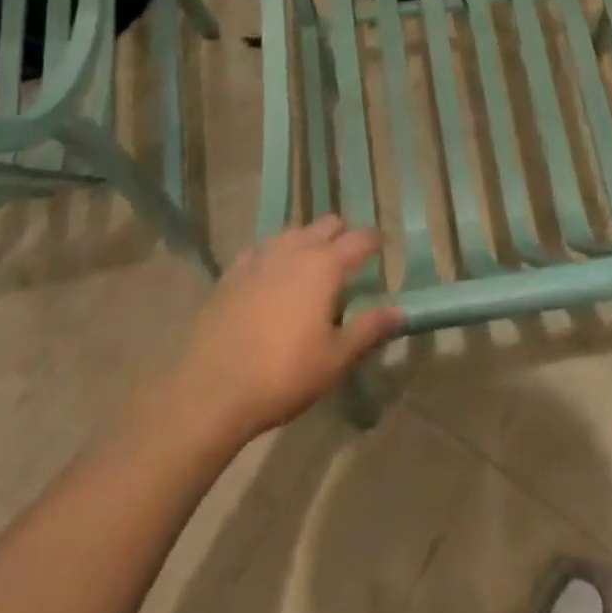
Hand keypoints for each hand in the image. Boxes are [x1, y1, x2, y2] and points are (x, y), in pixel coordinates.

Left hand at [165, 217, 403, 448]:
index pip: (360, 238)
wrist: (210, 389)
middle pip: (327, 223)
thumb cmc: (283, 374)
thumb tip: (401, 310)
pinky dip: (275, 256)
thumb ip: (369, 329)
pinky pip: (262, 250)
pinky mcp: (233, 271)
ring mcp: (260, 256)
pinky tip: (272, 280)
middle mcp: (295, 249)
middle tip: (349, 264)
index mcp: (325, 265)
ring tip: (311, 271)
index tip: (383, 251)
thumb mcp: (335, 359)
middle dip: (342, 235)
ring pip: (293, 232)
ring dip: (308, 242)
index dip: (375, 242)